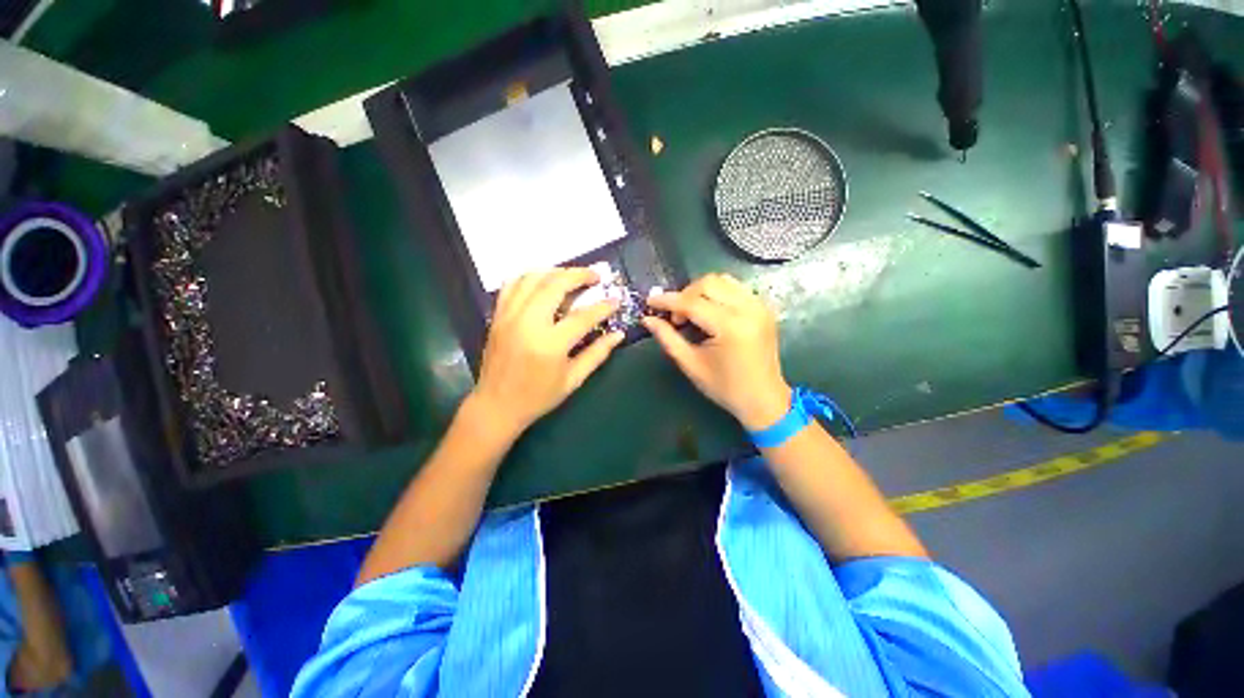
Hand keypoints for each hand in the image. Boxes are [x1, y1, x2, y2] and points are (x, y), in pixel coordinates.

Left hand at [469, 268, 623, 438]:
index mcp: (550, 344)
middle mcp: (528, 323)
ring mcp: (509, 316)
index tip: (616, 300)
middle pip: (555, 284)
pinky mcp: (498, 316)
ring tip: (571, 276)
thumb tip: (618, 335)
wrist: (496, 405)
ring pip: (532, 278)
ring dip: (555, 271)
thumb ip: (597, 354)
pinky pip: (511, 285)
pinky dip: (529, 277)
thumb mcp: (573, 379)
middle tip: (595, 276)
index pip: (583, 316)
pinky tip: (542, 281)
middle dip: (579, 275)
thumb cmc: (538, 396)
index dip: (603, 306)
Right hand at [642, 273, 790, 430]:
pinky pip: (735, 288)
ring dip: (700, 291)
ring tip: (692, 313)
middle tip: (676, 318)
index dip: (667, 301)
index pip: (692, 303)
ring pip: (722, 280)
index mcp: (730, 327)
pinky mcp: (763, 307)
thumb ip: (668, 338)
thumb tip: (647, 319)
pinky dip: (717, 293)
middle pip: (708, 283)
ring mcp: (759, 306)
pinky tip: (709, 311)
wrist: (764, 399)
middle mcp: (748, 309)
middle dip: (685, 295)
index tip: (650, 302)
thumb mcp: (691, 364)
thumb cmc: (725, 387)